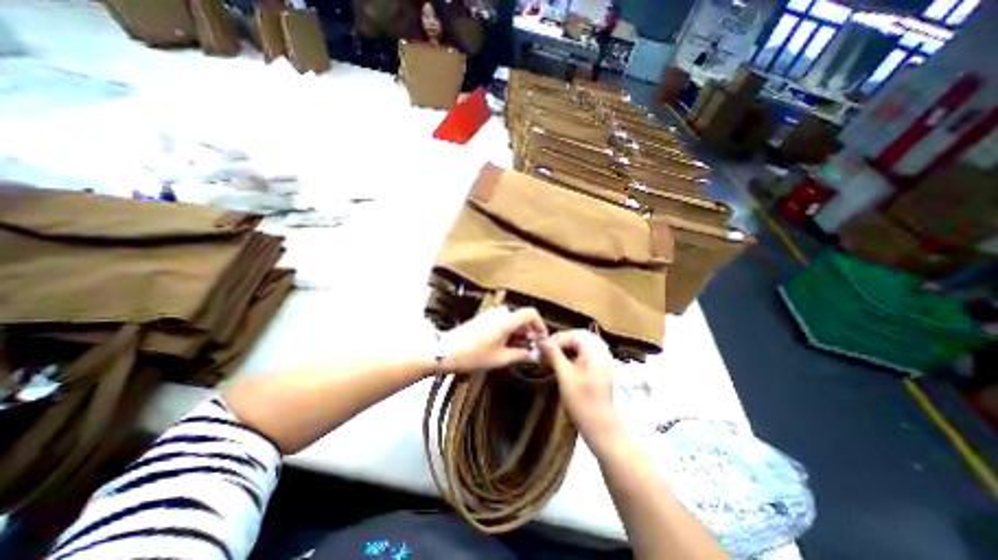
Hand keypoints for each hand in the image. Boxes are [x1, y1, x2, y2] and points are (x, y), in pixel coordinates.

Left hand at [440, 304, 544, 372]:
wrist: (446, 351)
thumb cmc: (474, 355)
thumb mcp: (500, 358)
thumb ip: (521, 355)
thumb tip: (535, 356)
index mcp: (507, 320)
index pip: (531, 313)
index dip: (540, 325)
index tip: (542, 339)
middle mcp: (500, 313)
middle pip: (522, 317)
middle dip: (529, 332)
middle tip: (531, 349)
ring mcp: (490, 314)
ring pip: (512, 320)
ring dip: (519, 332)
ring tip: (518, 350)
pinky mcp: (484, 318)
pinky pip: (502, 321)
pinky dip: (508, 331)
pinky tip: (505, 345)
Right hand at [542, 331, 620, 452]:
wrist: (600, 425)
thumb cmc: (581, 400)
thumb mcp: (564, 375)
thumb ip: (553, 354)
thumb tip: (542, 341)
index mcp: (595, 350)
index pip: (573, 335)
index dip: (557, 339)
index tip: (542, 346)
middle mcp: (602, 351)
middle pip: (580, 336)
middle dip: (563, 340)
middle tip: (548, 348)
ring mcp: (604, 359)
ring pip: (584, 343)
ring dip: (569, 345)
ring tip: (554, 353)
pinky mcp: (602, 367)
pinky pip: (588, 351)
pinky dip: (576, 352)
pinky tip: (565, 359)